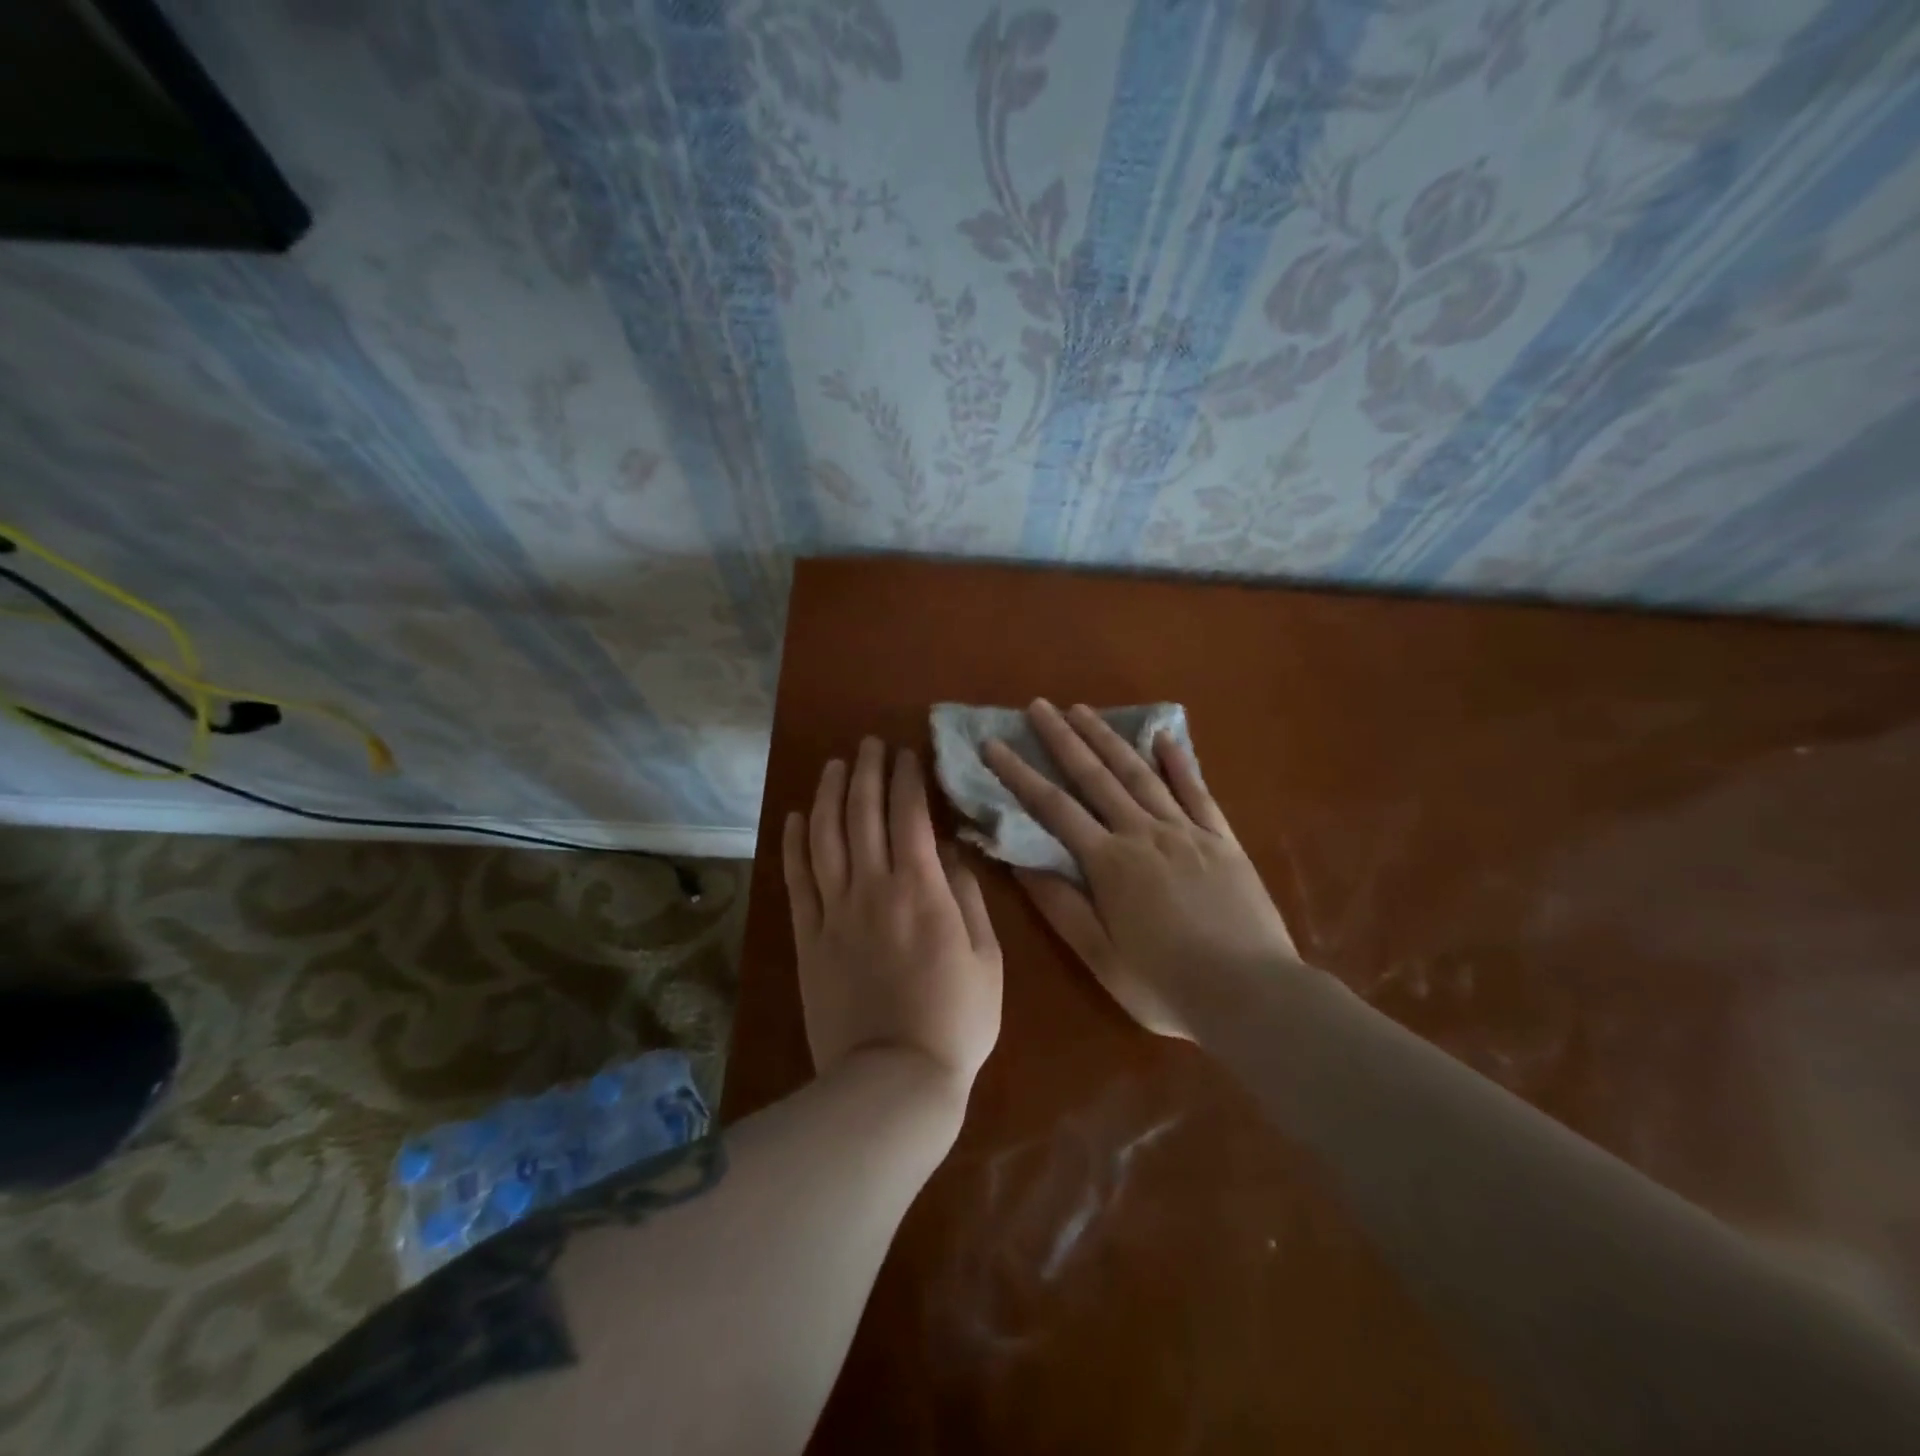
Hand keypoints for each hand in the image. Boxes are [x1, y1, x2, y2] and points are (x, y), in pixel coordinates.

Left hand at [783, 738, 1002, 1099]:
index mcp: (921, 889)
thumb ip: (967, 896)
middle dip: (868, 772)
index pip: (909, 815)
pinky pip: (798, 880)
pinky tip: (797, 816)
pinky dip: (795, 844)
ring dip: (830, 795)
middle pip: (863, 814)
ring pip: (826, 837)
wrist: (894, 1080)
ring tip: (835, 765)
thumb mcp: (986, 957)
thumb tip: (952, 851)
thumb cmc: (956, 1020)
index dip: (907, 778)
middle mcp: (872, 888)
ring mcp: (834, 911)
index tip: (908, 753)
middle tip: (870, 744)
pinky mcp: (808, 938)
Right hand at [983, 700, 1299, 1040]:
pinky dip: (1179, 762)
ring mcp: (1187, 832)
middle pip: (1096, 777)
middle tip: (1039, 706)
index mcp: (1110, 863)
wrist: (1255, 996)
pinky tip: (1164, 737)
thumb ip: (1061, 906)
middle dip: (1063, 739)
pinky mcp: (1223, 840)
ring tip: (1084, 710)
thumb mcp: (1101, 958)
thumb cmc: (1167, 986)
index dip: (1020, 774)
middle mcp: (1145, 834)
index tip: (994, 744)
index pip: (1053, 808)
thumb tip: (1020, 862)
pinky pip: (1197, 791)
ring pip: (1140, 774)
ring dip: (1109, 739)